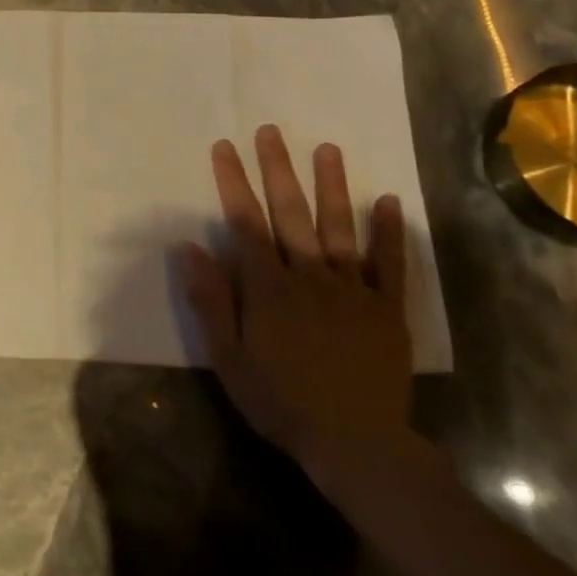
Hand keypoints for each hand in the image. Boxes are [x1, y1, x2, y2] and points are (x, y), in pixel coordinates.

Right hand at [180, 124, 410, 464]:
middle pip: (291, 214)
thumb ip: (210, 300)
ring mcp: (351, 290)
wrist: (354, 443)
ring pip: (338, 228)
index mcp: (268, 288)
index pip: (246, 223)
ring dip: (332, 186)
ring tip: (327, 148)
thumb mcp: (228, 357)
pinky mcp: (385, 309)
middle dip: (277, 170)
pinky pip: (388, 265)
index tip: (224, 148)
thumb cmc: (280, 401)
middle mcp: (309, 277)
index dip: (233, 183)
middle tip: (270, 131)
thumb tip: (188, 248)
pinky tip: (387, 201)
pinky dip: (388, 232)